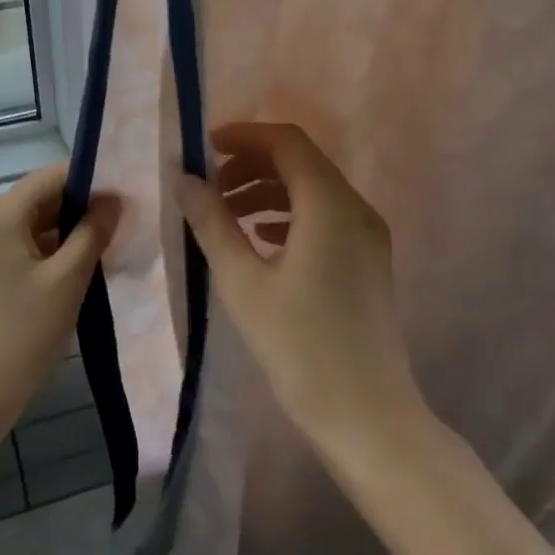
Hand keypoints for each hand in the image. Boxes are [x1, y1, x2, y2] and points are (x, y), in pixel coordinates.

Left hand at [0, 165, 120, 445]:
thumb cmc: (19, 335)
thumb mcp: (67, 280)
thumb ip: (93, 232)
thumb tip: (114, 198)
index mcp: (3, 212)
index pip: (55, 175)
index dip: (93, 181)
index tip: (128, 196)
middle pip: (45, 197)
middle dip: (84, 208)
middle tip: (127, 223)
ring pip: (37, 223)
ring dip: (72, 232)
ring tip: (112, 245)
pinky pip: (26, 247)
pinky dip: (54, 252)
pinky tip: (83, 270)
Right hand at [179, 123, 423, 452]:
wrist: (369, 419)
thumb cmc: (300, 348)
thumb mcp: (243, 283)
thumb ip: (212, 223)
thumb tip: (185, 179)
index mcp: (329, 203)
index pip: (286, 141)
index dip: (244, 135)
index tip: (205, 149)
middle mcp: (355, 207)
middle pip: (300, 161)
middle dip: (251, 163)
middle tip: (210, 187)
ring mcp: (367, 234)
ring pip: (312, 188)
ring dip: (267, 189)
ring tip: (226, 215)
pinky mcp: (368, 259)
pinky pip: (325, 215)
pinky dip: (288, 213)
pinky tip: (259, 239)